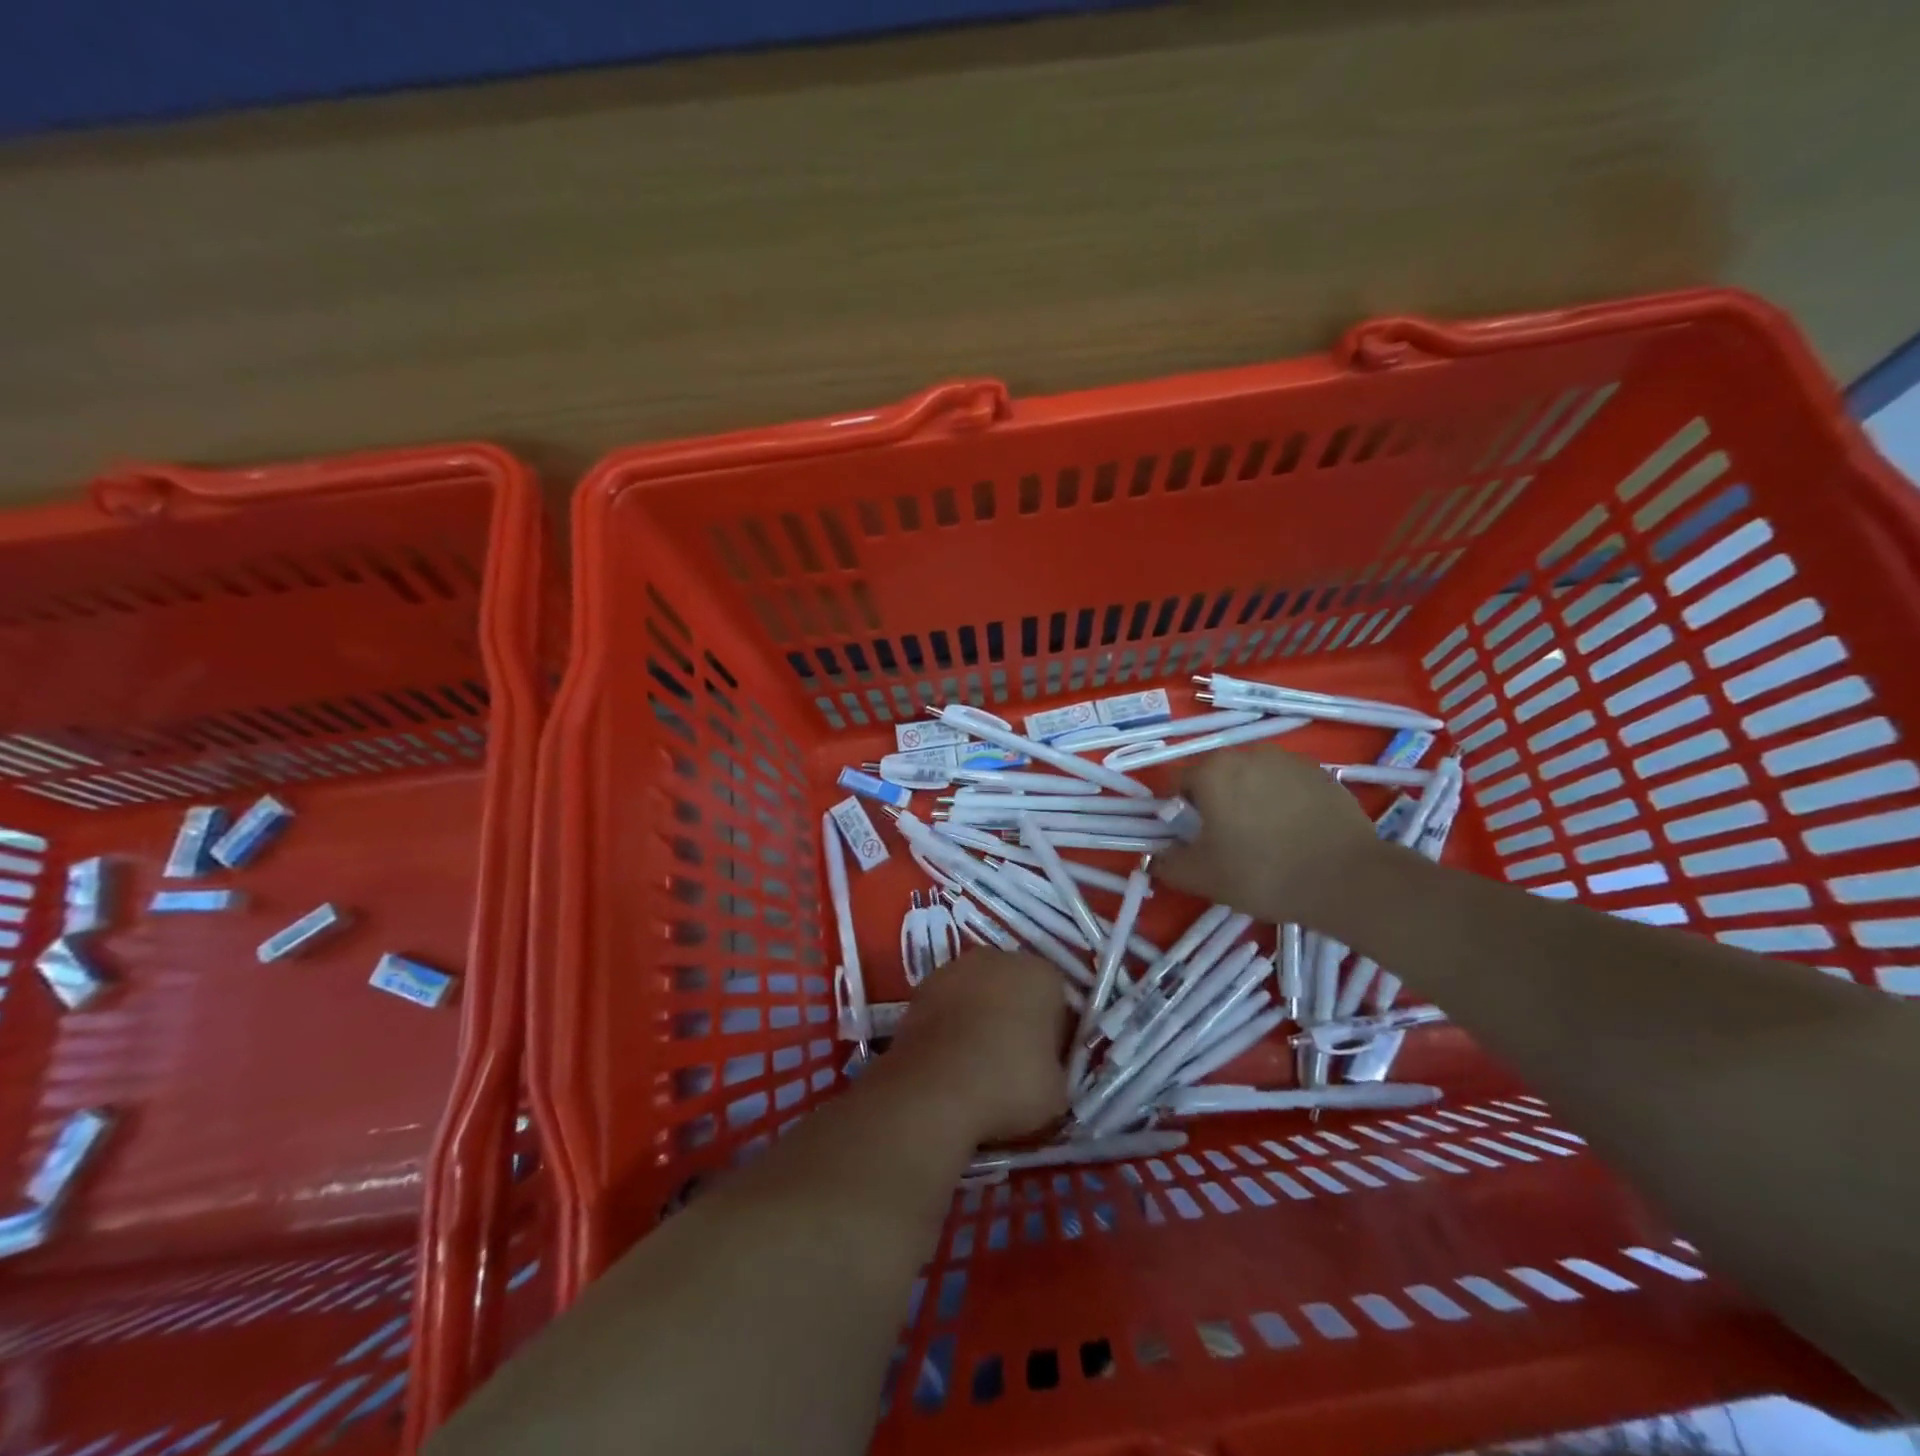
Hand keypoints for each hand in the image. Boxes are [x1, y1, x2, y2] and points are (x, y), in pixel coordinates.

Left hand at [887, 949, 1068, 1143]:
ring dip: (979, 1017)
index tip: (1047, 1064)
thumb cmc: (1010, 1084)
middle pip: (1015, 987)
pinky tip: (949, 1061)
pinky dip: (950, 1025)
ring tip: (976, 1065)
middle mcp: (998, 958)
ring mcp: (954, 969)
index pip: (1057, 999)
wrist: (935, 1090)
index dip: (1054, 1033)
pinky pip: (947, 1006)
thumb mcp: (1058, 1091)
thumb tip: (1044, 1070)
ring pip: (978, 993)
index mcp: (1041, 974)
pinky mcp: (921, 988)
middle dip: (1016, 1016)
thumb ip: (1056, 1068)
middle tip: (1013, 1062)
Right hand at [1152, 747, 1385, 923]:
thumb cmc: (1263, 873)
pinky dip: (1280, 800)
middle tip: (1224, 839)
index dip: (1174, 809)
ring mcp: (1288, 760)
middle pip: (1215, 775)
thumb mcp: (1203, 877)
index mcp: (1212, 772)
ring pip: (1251, 776)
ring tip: (1262, 836)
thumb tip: (1154, 857)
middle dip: (1212, 801)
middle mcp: (1247, 753)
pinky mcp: (1320, 772)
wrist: (1348, 878)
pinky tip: (1292, 831)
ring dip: (1247, 798)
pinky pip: (1284, 782)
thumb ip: (1168, 864)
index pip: (1175, 781)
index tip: (1188, 837)